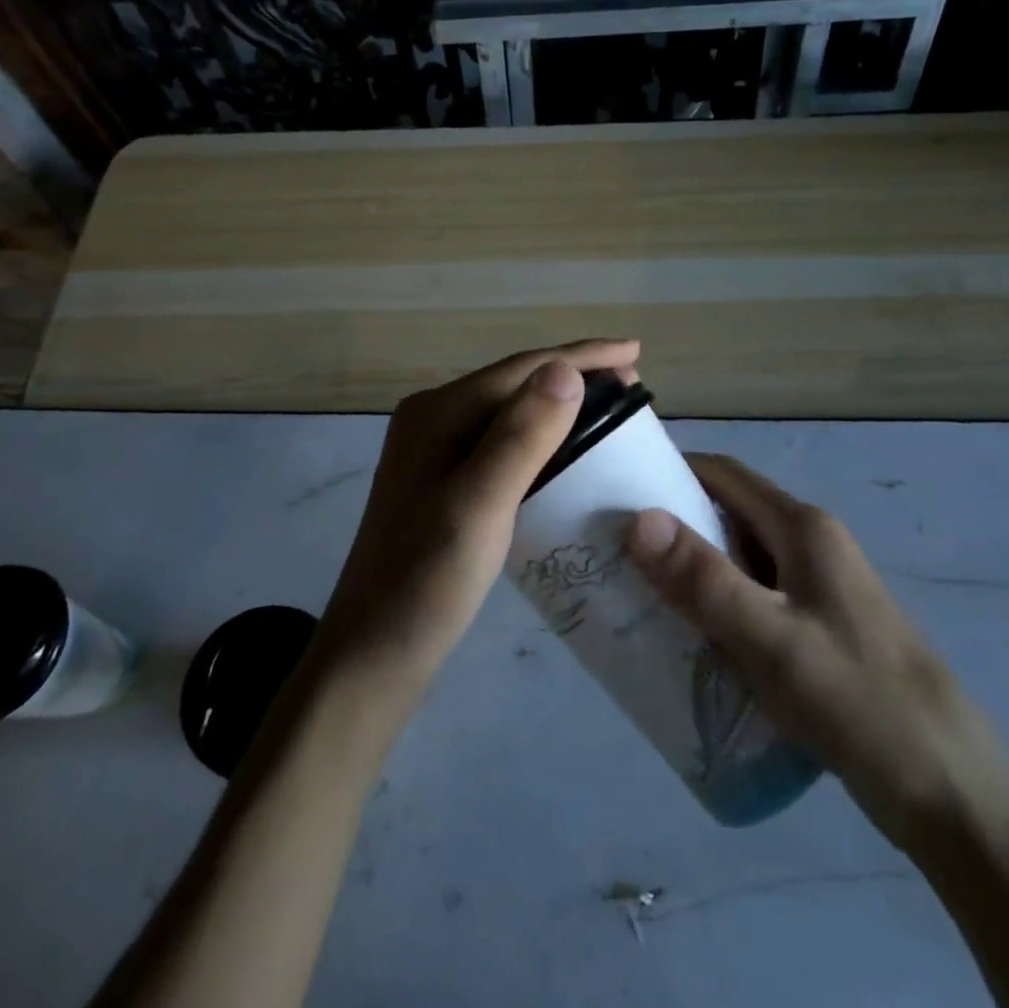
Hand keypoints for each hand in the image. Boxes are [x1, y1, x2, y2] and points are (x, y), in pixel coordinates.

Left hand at [314, 340, 641, 712]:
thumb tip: (565, 369)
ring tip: (610, 411)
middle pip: (515, 384)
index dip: (581, 356)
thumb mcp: (479, 505)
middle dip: (574, 376)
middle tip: (633, 384)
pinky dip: (542, 439)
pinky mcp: (443, 485)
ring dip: (561, 406)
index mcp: (437, 414)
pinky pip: (503, 444)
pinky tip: (566, 453)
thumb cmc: (427, 582)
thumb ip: (521, 435)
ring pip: (510, 414)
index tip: (635, 351)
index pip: (521, 369)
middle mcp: (433, 421)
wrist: (373, 656)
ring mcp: (435, 454)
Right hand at [626, 454, 1008, 850]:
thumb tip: (638, 518)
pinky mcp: (821, 629)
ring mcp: (820, 588)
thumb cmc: (858, 703)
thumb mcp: (771, 641)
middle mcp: (811, 545)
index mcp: (803, 528)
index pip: (723, 474)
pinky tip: (690, 639)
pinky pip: (755, 598)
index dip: (669, 471)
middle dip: (672, 526)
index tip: (616, 492)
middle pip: (729, 514)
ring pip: (740, 559)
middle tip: (614, 553)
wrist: (954, 794)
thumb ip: (704, 579)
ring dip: (693, 569)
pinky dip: (717, 604)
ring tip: (637, 595)